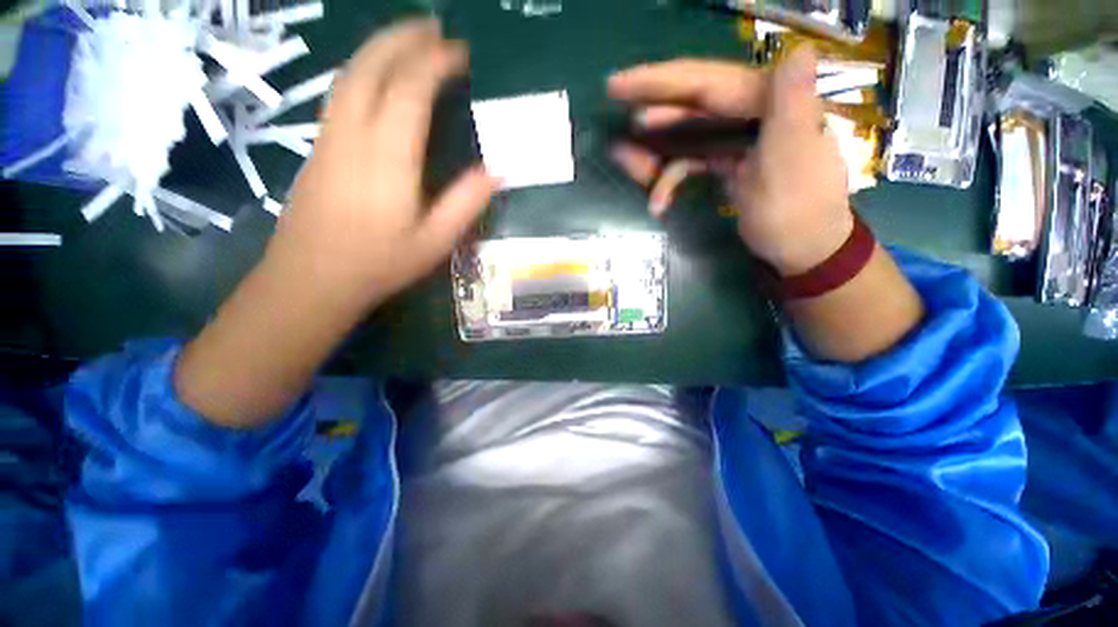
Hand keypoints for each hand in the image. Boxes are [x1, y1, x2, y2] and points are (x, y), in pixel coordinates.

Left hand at [267, 19, 496, 310]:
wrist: (311, 279)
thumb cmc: (379, 264)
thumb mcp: (435, 241)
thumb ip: (465, 203)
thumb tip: (497, 171)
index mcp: (388, 159)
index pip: (410, 91)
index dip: (435, 64)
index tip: (460, 52)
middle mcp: (353, 136)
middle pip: (372, 68)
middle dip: (403, 39)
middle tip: (433, 27)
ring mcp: (329, 137)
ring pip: (349, 74)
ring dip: (379, 48)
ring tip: (408, 39)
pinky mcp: (317, 146)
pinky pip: (339, 93)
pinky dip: (362, 70)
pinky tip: (377, 75)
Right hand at [608, 46, 852, 275]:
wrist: (801, 250)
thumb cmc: (797, 213)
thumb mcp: (794, 163)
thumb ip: (793, 108)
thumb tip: (798, 50)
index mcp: (773, 103)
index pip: (708, 83)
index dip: (661, 82)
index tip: (619, 86)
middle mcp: (755, 111)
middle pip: (693, 99)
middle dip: (652, 103)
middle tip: (613, 95)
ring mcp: (739, 137)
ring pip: (686, 132)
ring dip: (655, 150)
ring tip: (624, 161)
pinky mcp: (728, 160)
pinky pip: (690, 159)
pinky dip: (670, 177)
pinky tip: (657, 200)